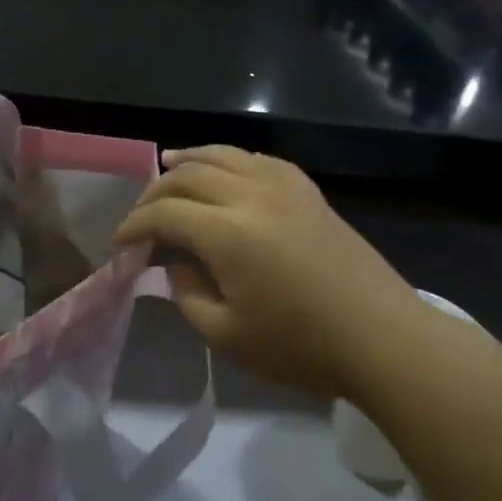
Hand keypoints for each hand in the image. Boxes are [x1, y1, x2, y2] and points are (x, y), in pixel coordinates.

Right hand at [116, 148, 427, 398]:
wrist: (381, 337)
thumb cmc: (300, 345)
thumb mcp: (227, 336)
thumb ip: (188, 296)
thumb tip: (174, 267)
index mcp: (227, 234)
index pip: (165, 214)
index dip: (135, 226)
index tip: (120, 244)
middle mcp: (251, 196)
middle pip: (188, 175)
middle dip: (155, 192)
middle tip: (141, 216)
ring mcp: (284, 187)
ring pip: (223, 154)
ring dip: (189, 159)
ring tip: (168, 163)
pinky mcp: (308, 191)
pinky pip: (259, 159)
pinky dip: (231, 158)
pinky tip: (225, 168)